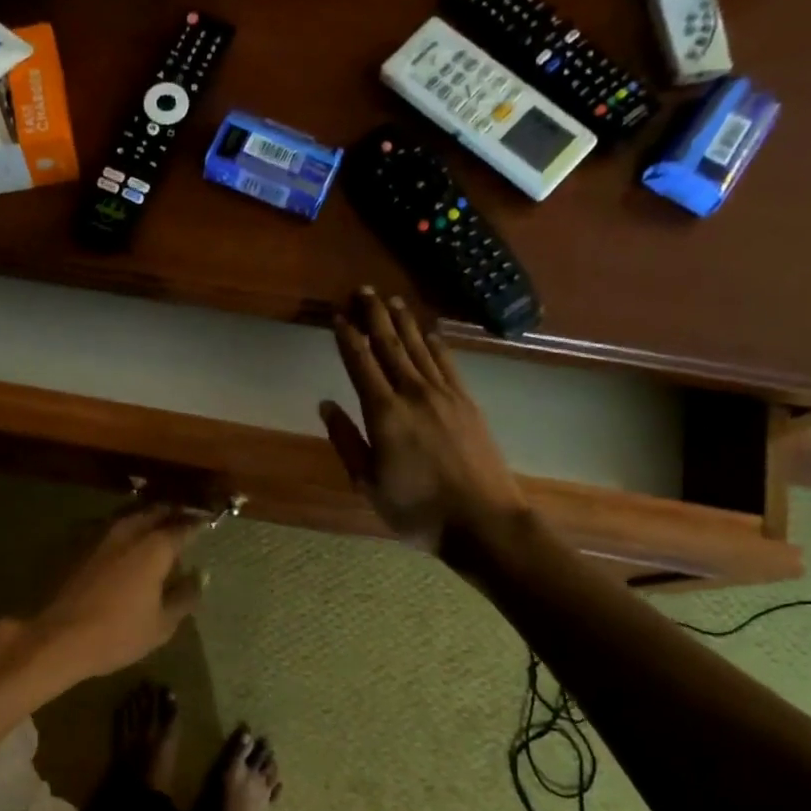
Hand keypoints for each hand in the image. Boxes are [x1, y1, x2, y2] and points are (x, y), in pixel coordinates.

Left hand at [27, 504, 204, 681]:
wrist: (58, 637)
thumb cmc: (117, 634)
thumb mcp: (162, 624)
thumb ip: (184, 597)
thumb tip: (199, 577)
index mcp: (154, 548)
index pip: (183, 527)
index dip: (198, 524)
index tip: (208, 523)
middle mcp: (129, 532)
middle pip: (155, 512)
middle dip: (173, 512)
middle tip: (186, 518)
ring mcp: (101, 536)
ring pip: (131, 515)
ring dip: (147, 516)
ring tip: (159, 526)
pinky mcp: (80, 545)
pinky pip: (111, 527)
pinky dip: (125, 529)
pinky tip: (128, 542)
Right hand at [320, 288, 528, 548]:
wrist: (483, 521)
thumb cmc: (417, 509)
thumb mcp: (368, 483)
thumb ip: (347, 441)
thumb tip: (327, 405)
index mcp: (384, 414)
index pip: (360, 364)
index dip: (347, 337)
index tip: (337, 314)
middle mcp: (414, 394)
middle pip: (390, 346)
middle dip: (375, 316)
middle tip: (363, 290)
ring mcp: (445, 395)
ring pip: (419, 348)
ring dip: (404, 322)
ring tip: (392, 300)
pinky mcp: (468, 402)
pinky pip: (447, 363)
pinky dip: (435, 343)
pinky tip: (429, 332)